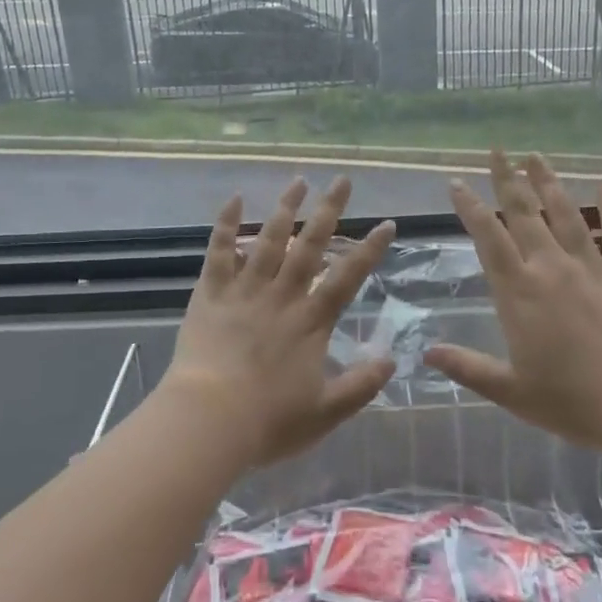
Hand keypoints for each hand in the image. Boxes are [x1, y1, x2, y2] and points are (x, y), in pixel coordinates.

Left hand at [162, 177, 397, 468]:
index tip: (387, 223)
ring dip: (285, 208)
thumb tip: (392, 360)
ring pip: (268, 239)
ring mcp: (245, 290)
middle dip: (329, 211)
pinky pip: (219, 252)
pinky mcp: (211, 293)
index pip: (348, 277)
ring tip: (299, 180)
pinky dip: (226, 224)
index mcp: (311, 321)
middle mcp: (282, 295)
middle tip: (342, 180)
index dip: (370, 250)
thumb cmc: (269, 421)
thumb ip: (361, 386)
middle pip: (310, 245)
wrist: (208, 421)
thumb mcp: (326, 412)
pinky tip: (235, 198)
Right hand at [424, 151, 601, 451]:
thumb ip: (468, 368)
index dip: (471, 208)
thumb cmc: (574, 400)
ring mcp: (591, 268)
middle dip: (507, 180)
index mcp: (519, 293)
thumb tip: (426, 353)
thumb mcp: (512, 391)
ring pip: (566, 214)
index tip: (457, 183)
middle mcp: (551, 268)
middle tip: (497, 151)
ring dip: (549, 183)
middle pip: (525, 214)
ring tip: (536, 156)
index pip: (489, 239)